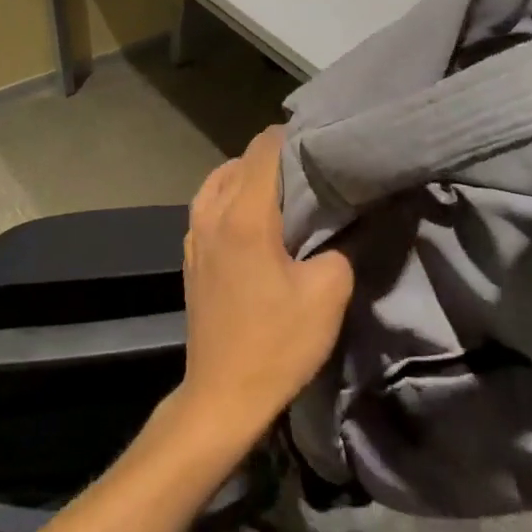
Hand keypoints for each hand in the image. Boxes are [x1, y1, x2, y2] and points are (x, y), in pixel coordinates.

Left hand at [175, 126, 354, 442]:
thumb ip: (340, 247)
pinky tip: (254, 218)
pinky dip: (230, 196)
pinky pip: (208, 205)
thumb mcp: (329, 293)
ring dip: (248, 175)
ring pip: (218, 181)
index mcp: (245, 216)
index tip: (321, 140)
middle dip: (274, 155)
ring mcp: (194, 236)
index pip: (264, 149)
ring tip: (282, 189)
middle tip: (310, 166)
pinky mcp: (190, 257)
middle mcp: (212, 215)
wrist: (223, 394)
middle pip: (240, 161)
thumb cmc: (277, 343)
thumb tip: (339, 227)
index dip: (292, 136)